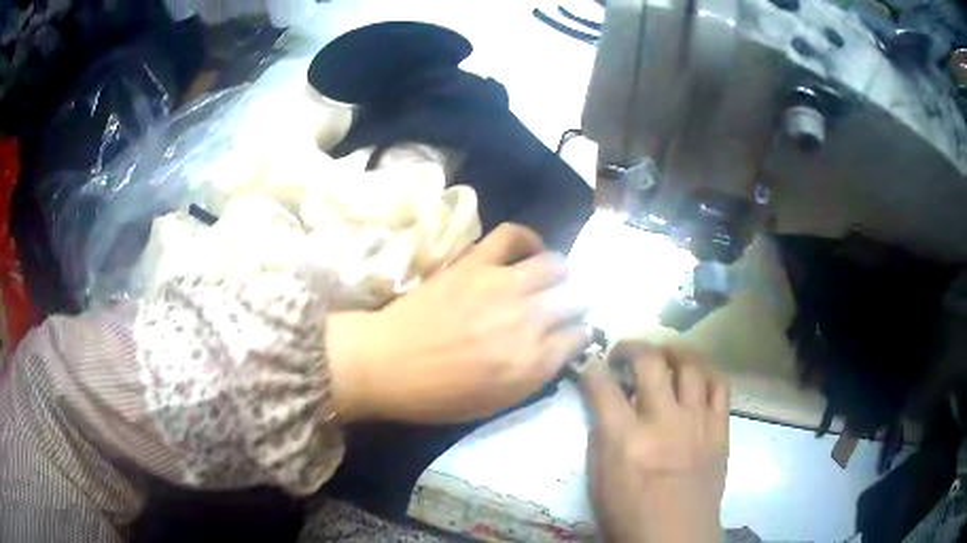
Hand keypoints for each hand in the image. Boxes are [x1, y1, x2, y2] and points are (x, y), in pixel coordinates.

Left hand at [328, 223, 590, 422]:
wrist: (385, 364)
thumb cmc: (438, 396)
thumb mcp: (495, 403)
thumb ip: (535, 374)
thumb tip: (558, 347)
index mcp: (532, 362)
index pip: (580, 337)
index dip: (578, 336)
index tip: (570, 337)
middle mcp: (527, 319)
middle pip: (576, 297)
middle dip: (575, 304)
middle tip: (562, 309)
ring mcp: (502, 285)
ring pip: (555, 264)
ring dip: (559, 274)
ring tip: (549, 280)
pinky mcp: (475, 263)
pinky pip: (512, 234)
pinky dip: (528, 239)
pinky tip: (528, 251)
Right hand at [581, 342, 728, 542]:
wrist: (676, 536)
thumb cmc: (629, 515)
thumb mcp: (599, 481)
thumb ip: (601, 437)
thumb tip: (603, 404)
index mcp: (626, 440)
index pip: (603, 387)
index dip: (591, 369)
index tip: (589, 364)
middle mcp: (664, 422)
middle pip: (650, 361)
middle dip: (631, 347)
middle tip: (623, 352)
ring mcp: (697, 422)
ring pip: (691, 365)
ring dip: (673, 350)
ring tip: (663, 353)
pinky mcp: (720, 428)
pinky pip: (719, 385)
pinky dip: (706, 371)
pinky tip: (695, 372)